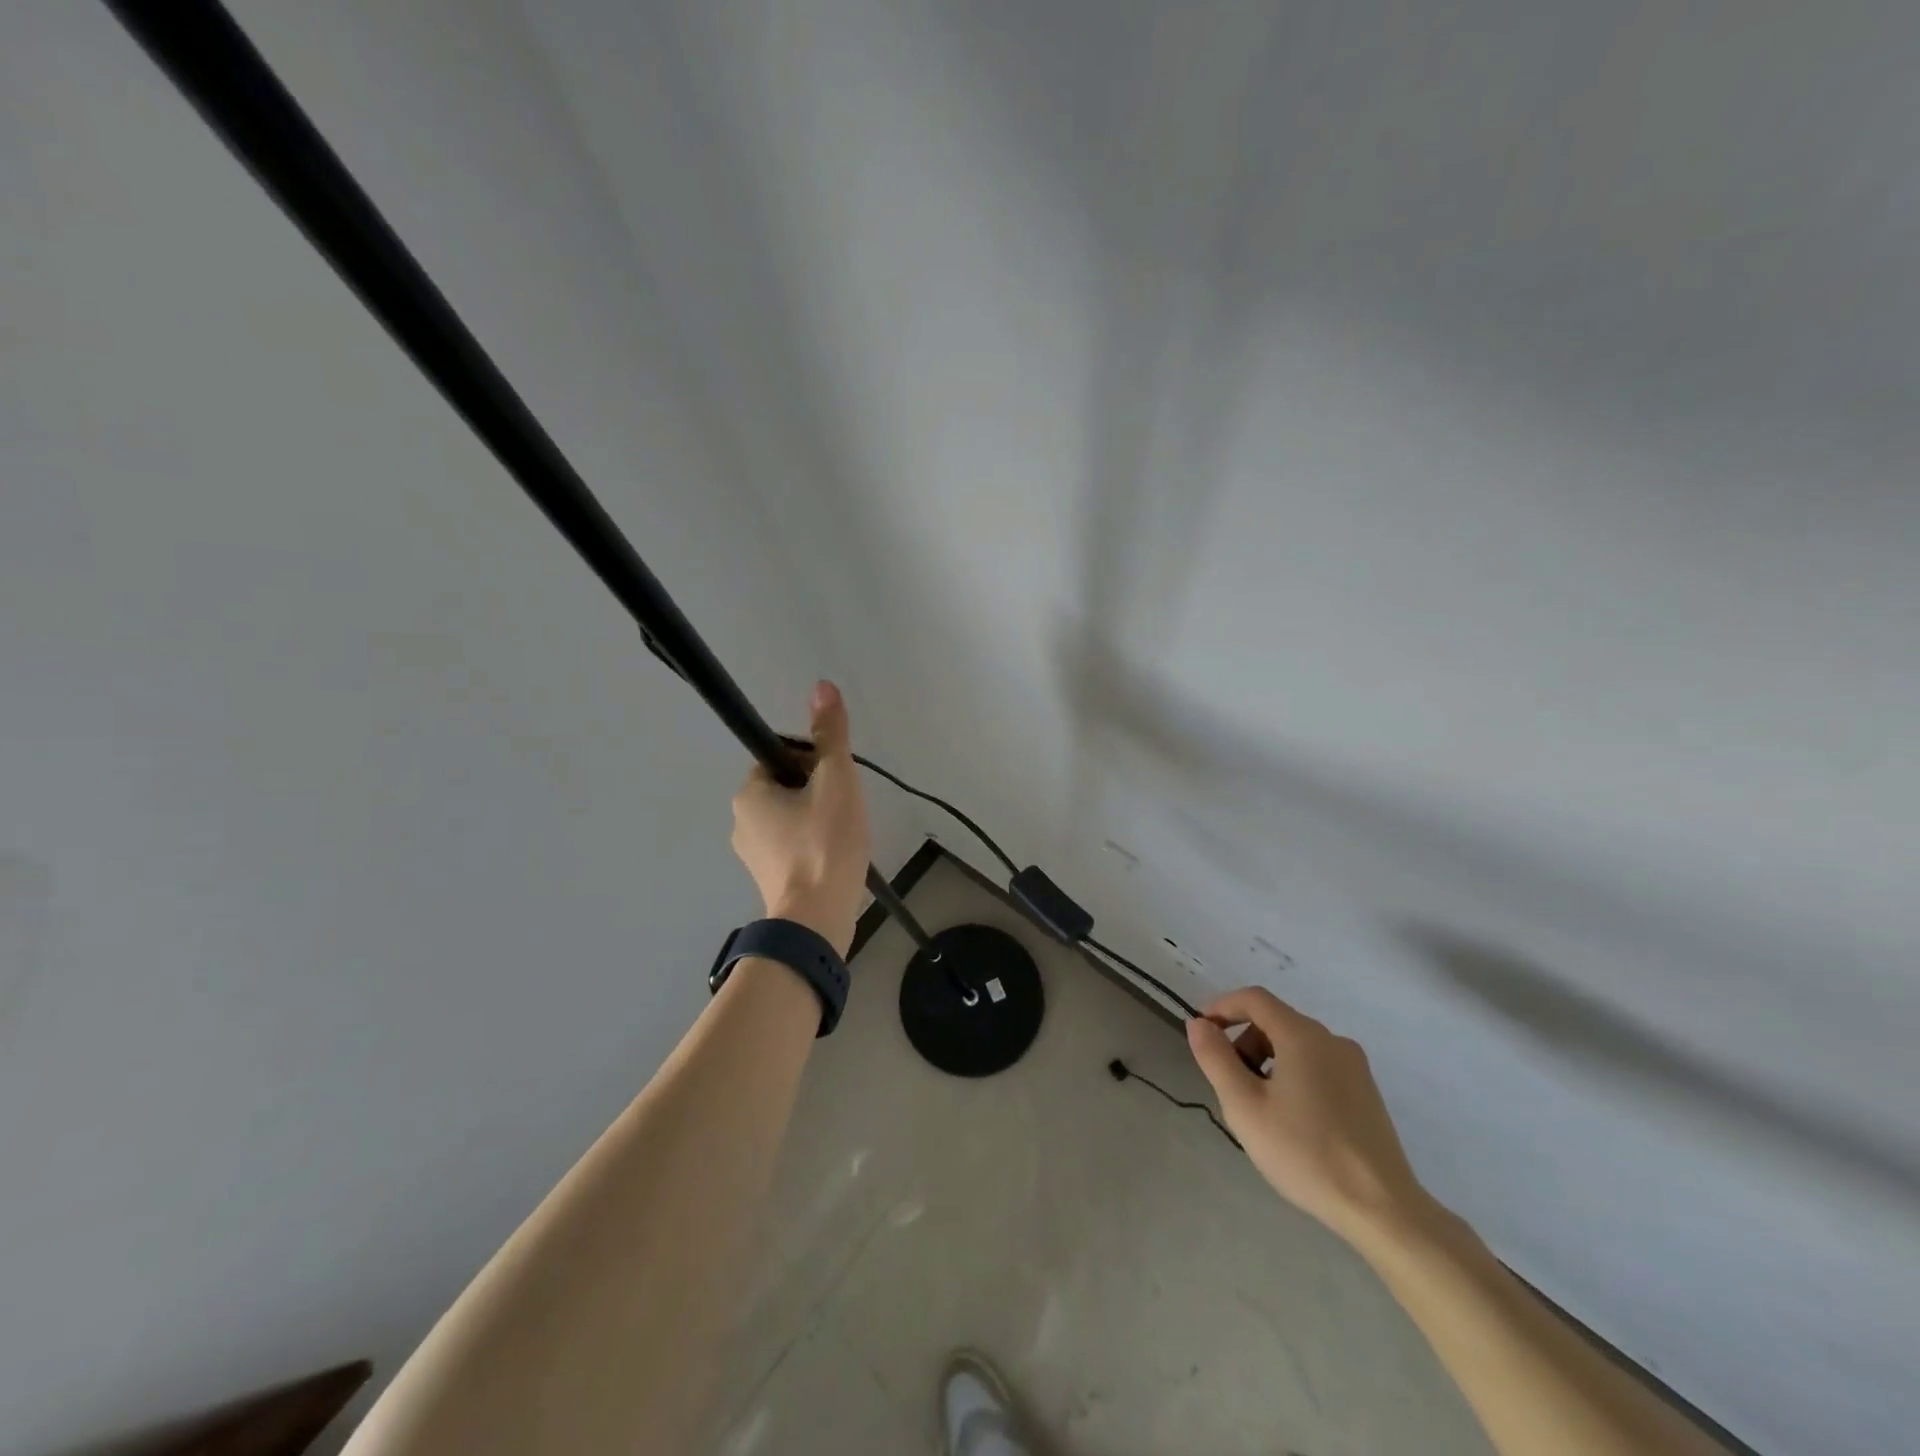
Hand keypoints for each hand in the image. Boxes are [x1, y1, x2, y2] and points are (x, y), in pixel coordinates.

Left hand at [731, 681, 871, 955]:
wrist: (817, 918)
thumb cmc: (825, 843)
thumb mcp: (836, 780)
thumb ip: (830, 734)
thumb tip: (822, 685)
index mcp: (749, 793)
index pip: (781, 758)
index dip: (814, 763)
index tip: (836, 782)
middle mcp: (741, 821)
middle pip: (787, 787)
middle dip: (818, 792)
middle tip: (845, 810)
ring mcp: (752, 854)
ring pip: (791, 818)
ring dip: (817, 818)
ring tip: (844, 836)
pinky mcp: (767, 878)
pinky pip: (792, 845)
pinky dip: (812, 844)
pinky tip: (835, 857)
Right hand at [1188, 987, 1433, 1249]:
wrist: (1382, 1209)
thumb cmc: (1305, 1153)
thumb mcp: (1245, 1106)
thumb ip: (1216, 1058)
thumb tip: (1199, 1024)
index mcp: (1303, 1036)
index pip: (1254, 998)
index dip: (1221, 1007)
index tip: (1201, 1032)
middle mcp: (1332, 1040)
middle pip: (1275, 1021)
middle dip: (1243, 1041)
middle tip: (1229, 1084)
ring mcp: (1355, 1066)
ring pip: (1297, 1045)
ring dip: (1267, 1061)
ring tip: (1259, 1108)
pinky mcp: (1366, 1092)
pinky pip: (1318, 1066)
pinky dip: (1292, 1075)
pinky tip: (1291, 1120)